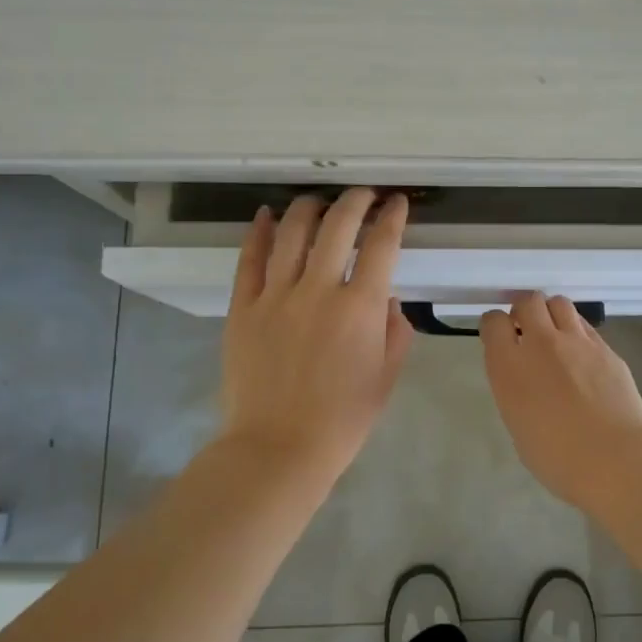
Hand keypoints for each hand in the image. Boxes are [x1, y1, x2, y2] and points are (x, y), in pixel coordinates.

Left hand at [221, 189, 412, 485]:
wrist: (278, 448)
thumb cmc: (342, 419)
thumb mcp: (386, 377)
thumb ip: (394, 331)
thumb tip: (386, 298)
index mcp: (360, 308)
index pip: (381, 245)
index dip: (392, 217)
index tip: (397, 203)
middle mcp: (318, 290)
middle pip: (337, 226)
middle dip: (356, 200)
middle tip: (364, 194)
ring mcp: (275, 296)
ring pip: (292, 232)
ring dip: (309, 207)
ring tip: (319, 200)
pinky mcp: (243, 308)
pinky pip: (250, 259)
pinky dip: (259, 231)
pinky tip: (267, 215)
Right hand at [480, 293, 641, 506]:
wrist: (615, 458)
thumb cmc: (558, 458)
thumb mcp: (519, 426)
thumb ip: (516, 392)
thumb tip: (526, 380)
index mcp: (510, 367)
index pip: (493, 322)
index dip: (495, 325)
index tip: (499, 336)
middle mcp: (540, 344)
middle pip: (528, 301)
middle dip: (524, 310)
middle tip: (527, 330)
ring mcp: (577, 342)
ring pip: (559, 303)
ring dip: (551, 313)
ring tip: (555, 334)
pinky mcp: (605, 348)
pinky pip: (585, 326)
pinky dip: (577, 332)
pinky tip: (582, 355)